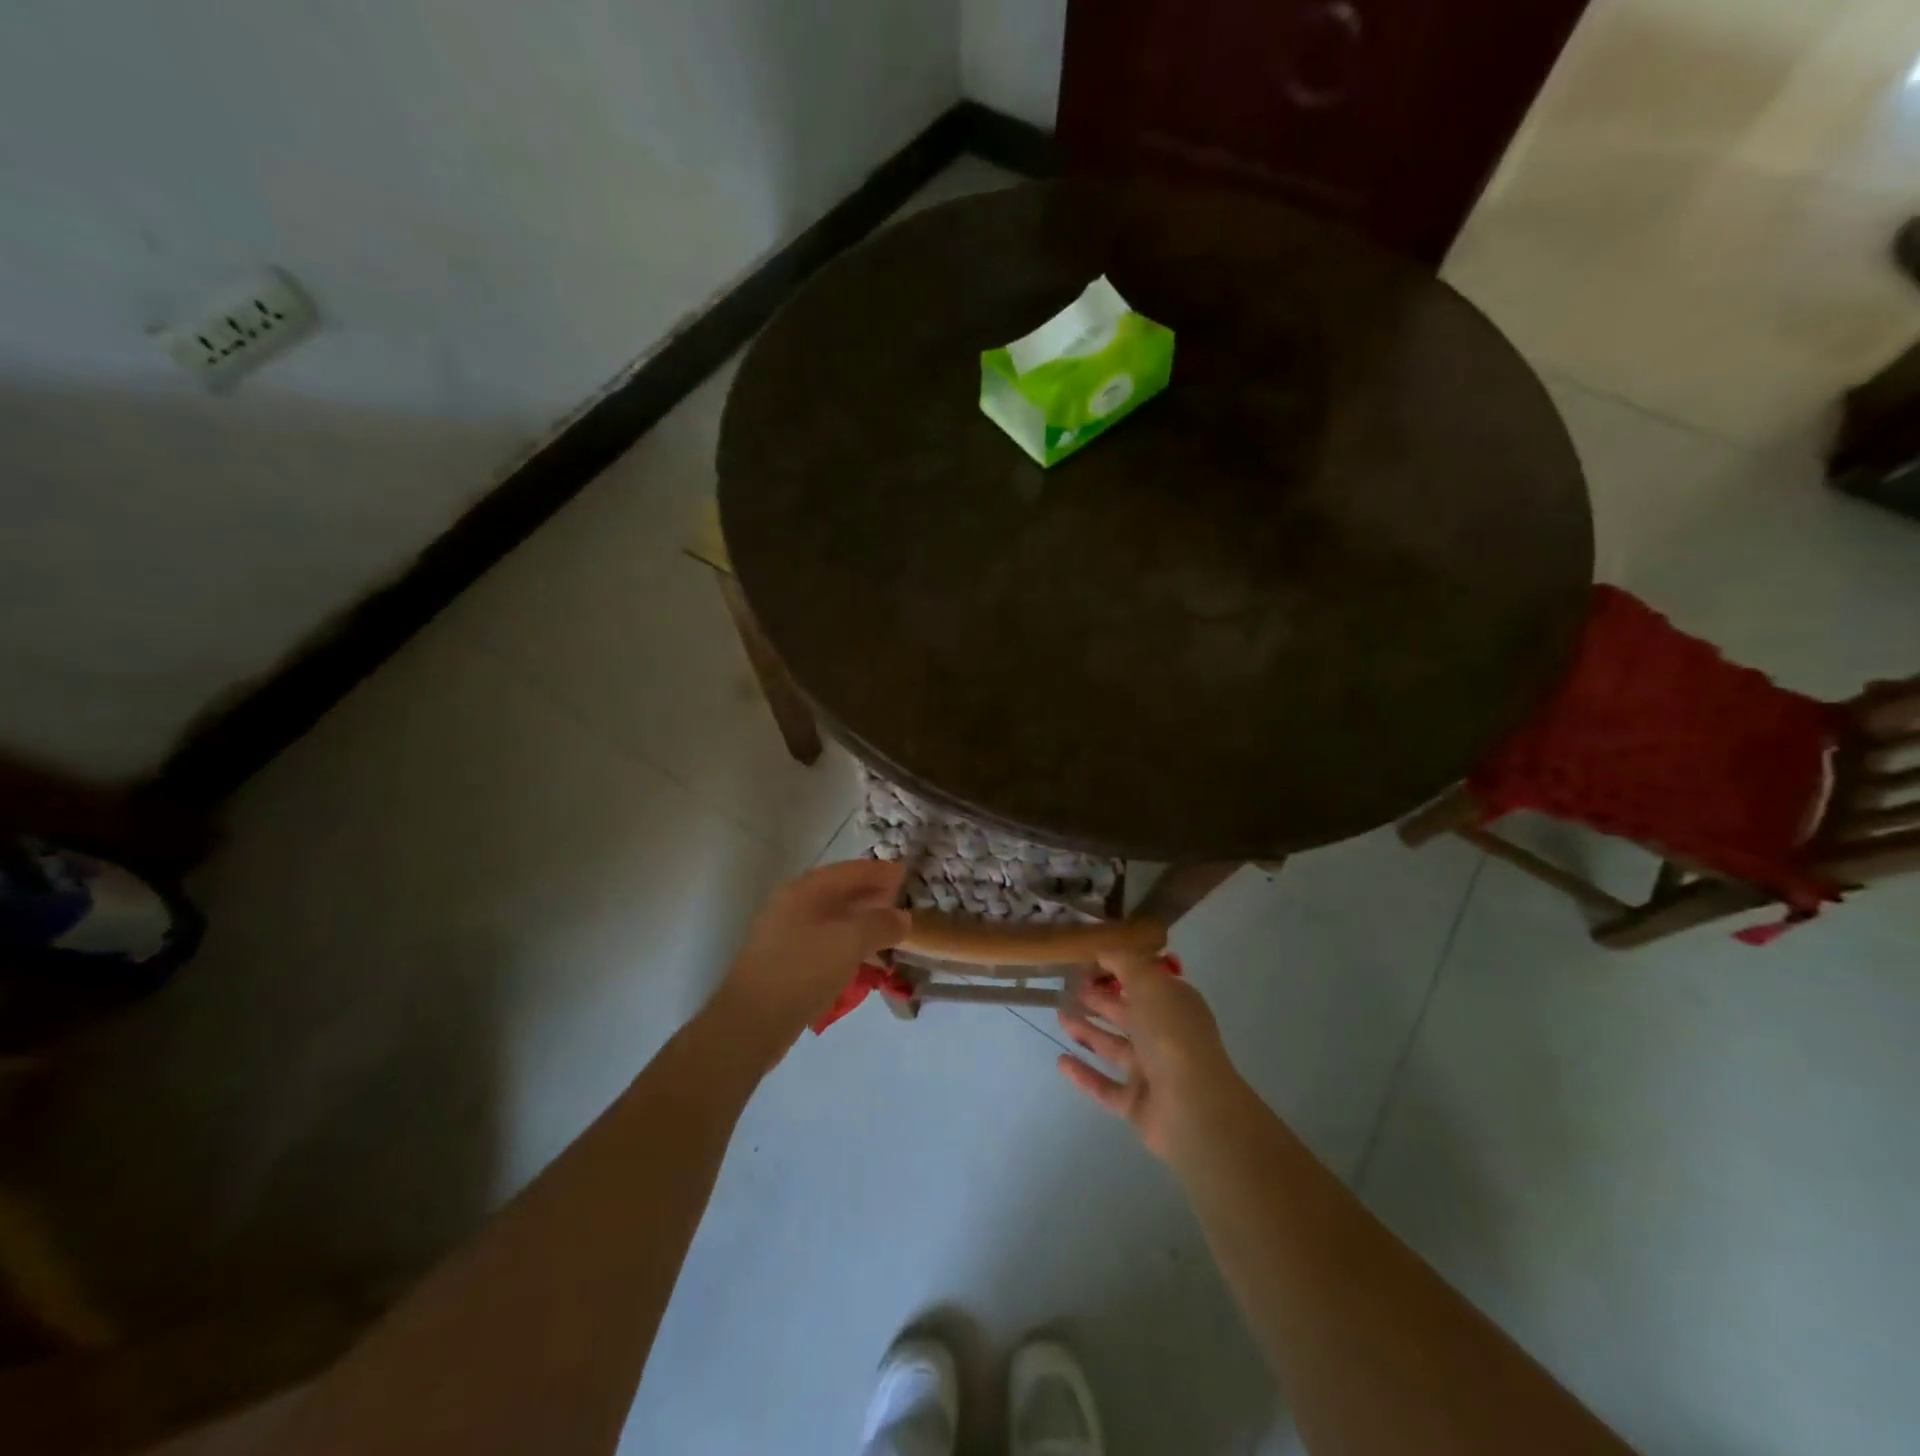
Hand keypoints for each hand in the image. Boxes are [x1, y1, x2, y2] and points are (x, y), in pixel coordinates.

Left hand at [710, 860, 909, 1062]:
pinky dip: (847, 942)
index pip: (849, 871)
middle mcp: (792, 904)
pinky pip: (824, 941)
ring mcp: (785, 933)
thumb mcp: (850, 942)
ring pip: (831, 918)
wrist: (752, 1022)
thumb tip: (902, 917)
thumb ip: (881, 924)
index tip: (905, 874)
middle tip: (900, 900)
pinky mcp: (785, 961)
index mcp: (805, 890)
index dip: (878, 872)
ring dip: (860, 920)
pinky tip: (862, 958)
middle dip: (870, 894)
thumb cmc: (803, 971)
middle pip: (839, 891)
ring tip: (888, 930)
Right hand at [1056, 951, 1242, 1158]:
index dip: (1119, 971)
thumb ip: (1126, 963)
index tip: (1088, 963)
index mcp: (1175, 1005)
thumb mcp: (1149, 984)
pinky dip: (1084, 1074)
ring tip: (1059, 1016)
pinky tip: (1060, 1060)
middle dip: (1100, 1001)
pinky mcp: (1137, 1104)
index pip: (1146, 982)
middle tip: (1067, 989)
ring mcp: (1153, 1073)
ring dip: (1088, 1032)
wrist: (1191, 1108)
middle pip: (1128, 1014)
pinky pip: (1106, 1086)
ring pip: (1115, 1048)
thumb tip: (1106, 953)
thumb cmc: (1171, 1034)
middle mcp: (1166, 1036)